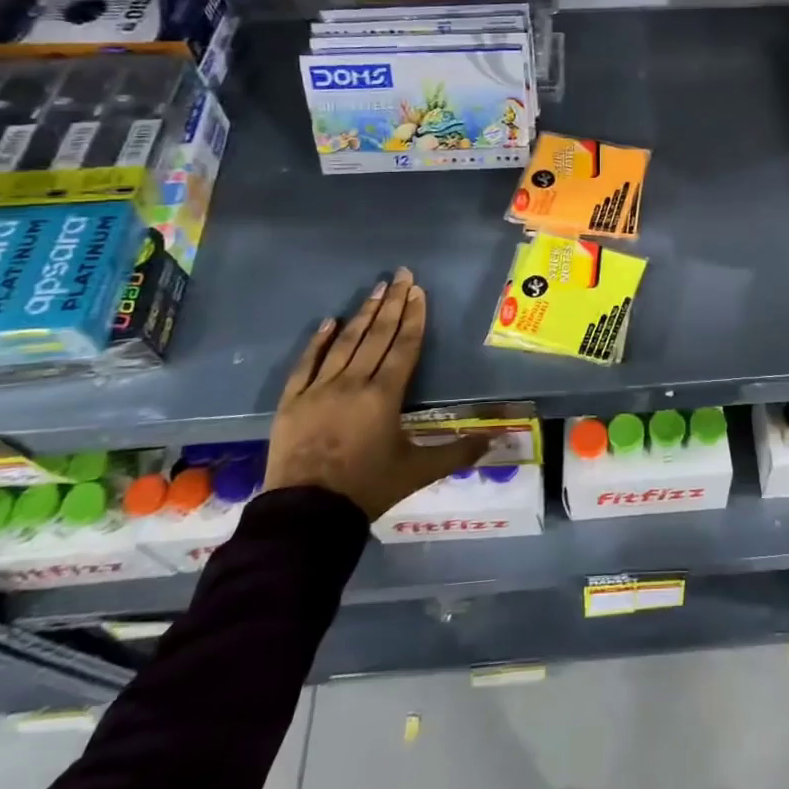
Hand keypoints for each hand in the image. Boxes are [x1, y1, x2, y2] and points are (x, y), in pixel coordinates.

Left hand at [264, 269, 486, 518]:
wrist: (307, 514)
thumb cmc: (368, 488)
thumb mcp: (419, 471)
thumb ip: (457, 452)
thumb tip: (495, 442)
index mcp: (385, 395)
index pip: (404, 346)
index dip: (414, 317)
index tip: (418, 291)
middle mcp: (353, 383)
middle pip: (377, 335)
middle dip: (392, 303)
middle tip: (401, 274)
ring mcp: (319, 389)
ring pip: (345, 343)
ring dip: (363, 314)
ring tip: (376, 287)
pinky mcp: (293, 401)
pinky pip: (306, 364)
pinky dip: (318, 342)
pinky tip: (329, 321)